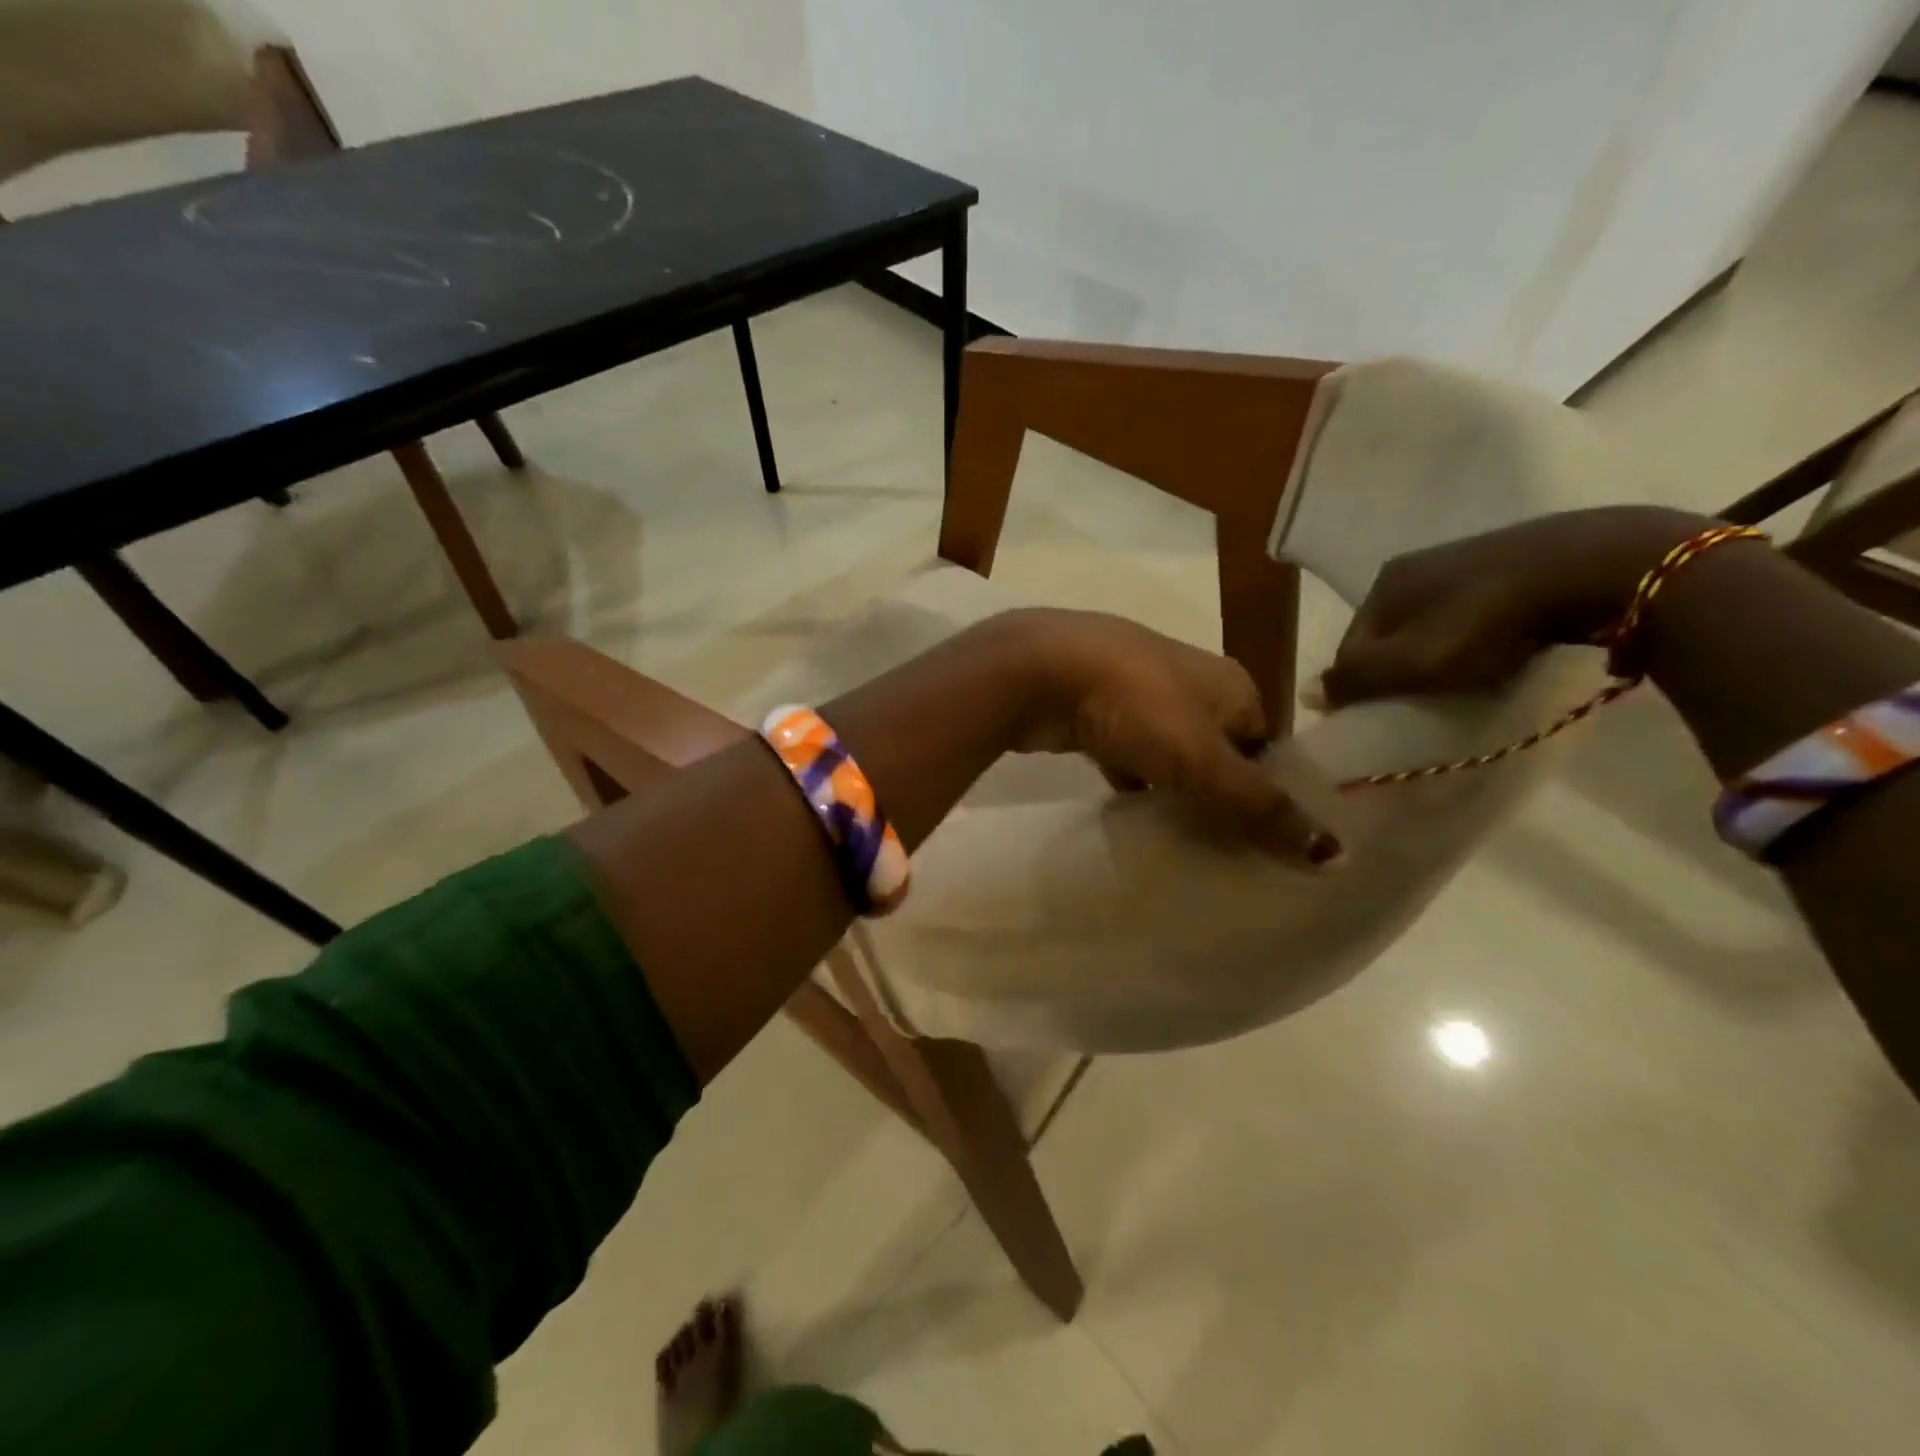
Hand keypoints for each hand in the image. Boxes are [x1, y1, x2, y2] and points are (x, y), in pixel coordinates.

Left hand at [1001, 609, 1340, 865]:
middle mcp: (1188, 681)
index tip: (1269, 843)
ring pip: (1169, 752)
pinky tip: (1132, 817)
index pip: (1267, 743)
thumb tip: (1337, 856)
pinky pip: (1125, 754)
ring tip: (1183, 844)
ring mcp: (1135, 692)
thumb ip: (1261, 807)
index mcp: (1229, 683)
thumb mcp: (1204, 761)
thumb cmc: (1135, 705)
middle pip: (1217, 749)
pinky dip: (1131, 782)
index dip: (1270, 790)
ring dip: (1173, 790)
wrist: (1036, 669)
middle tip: (1225, 851)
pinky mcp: (1093, 711)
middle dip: (1219, 794)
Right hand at [1318, 505, 1713, 708]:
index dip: (1360, 687)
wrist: (1600, 568)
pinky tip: (1502, 651)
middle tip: (1427, 703)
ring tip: (1467, 682)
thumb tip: (1309, 694)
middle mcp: (1415, 565)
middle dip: (1400, 671)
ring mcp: (1467, 558)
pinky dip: (1477, 637)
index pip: (1350, 647)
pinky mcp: (1515, 560)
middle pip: (1390, 636)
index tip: (1384, 716)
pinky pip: (1474, 612)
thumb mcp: (1411, 663)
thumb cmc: (1488, 623)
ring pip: (1432, 625)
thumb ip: (1355, 680)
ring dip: (1439, 657)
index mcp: (1383, 584)